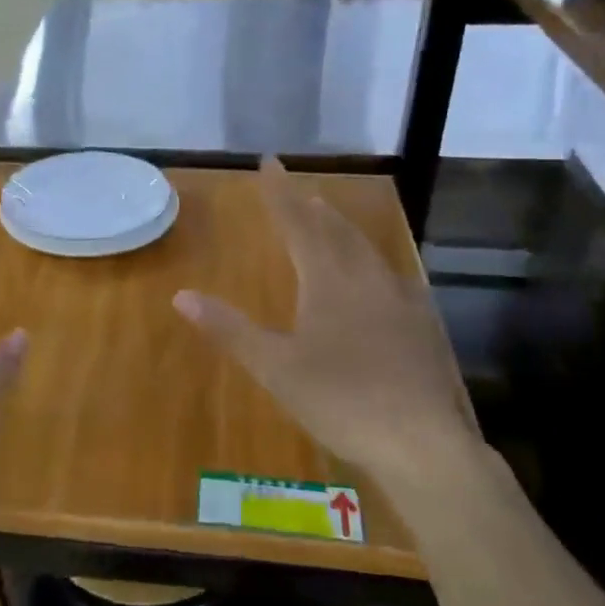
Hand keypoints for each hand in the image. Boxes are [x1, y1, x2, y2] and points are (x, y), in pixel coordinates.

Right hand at [172, 158, 477, 488]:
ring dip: (345, 232)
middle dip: (314, 210)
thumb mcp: (275, 367)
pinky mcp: (421, 328)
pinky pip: (392, 279)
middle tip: (302, 193)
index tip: (269, 162)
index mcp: (329, 282)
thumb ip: (229, 329)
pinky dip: (373, 266)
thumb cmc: (340, 400)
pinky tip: (378, 281)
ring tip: (333, 221)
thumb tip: (181, 295)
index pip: (299, 225)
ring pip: (368, 253)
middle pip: (337, 232)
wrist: (422, 443)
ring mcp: (401, 303)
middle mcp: (367, 281)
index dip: (280, 193)